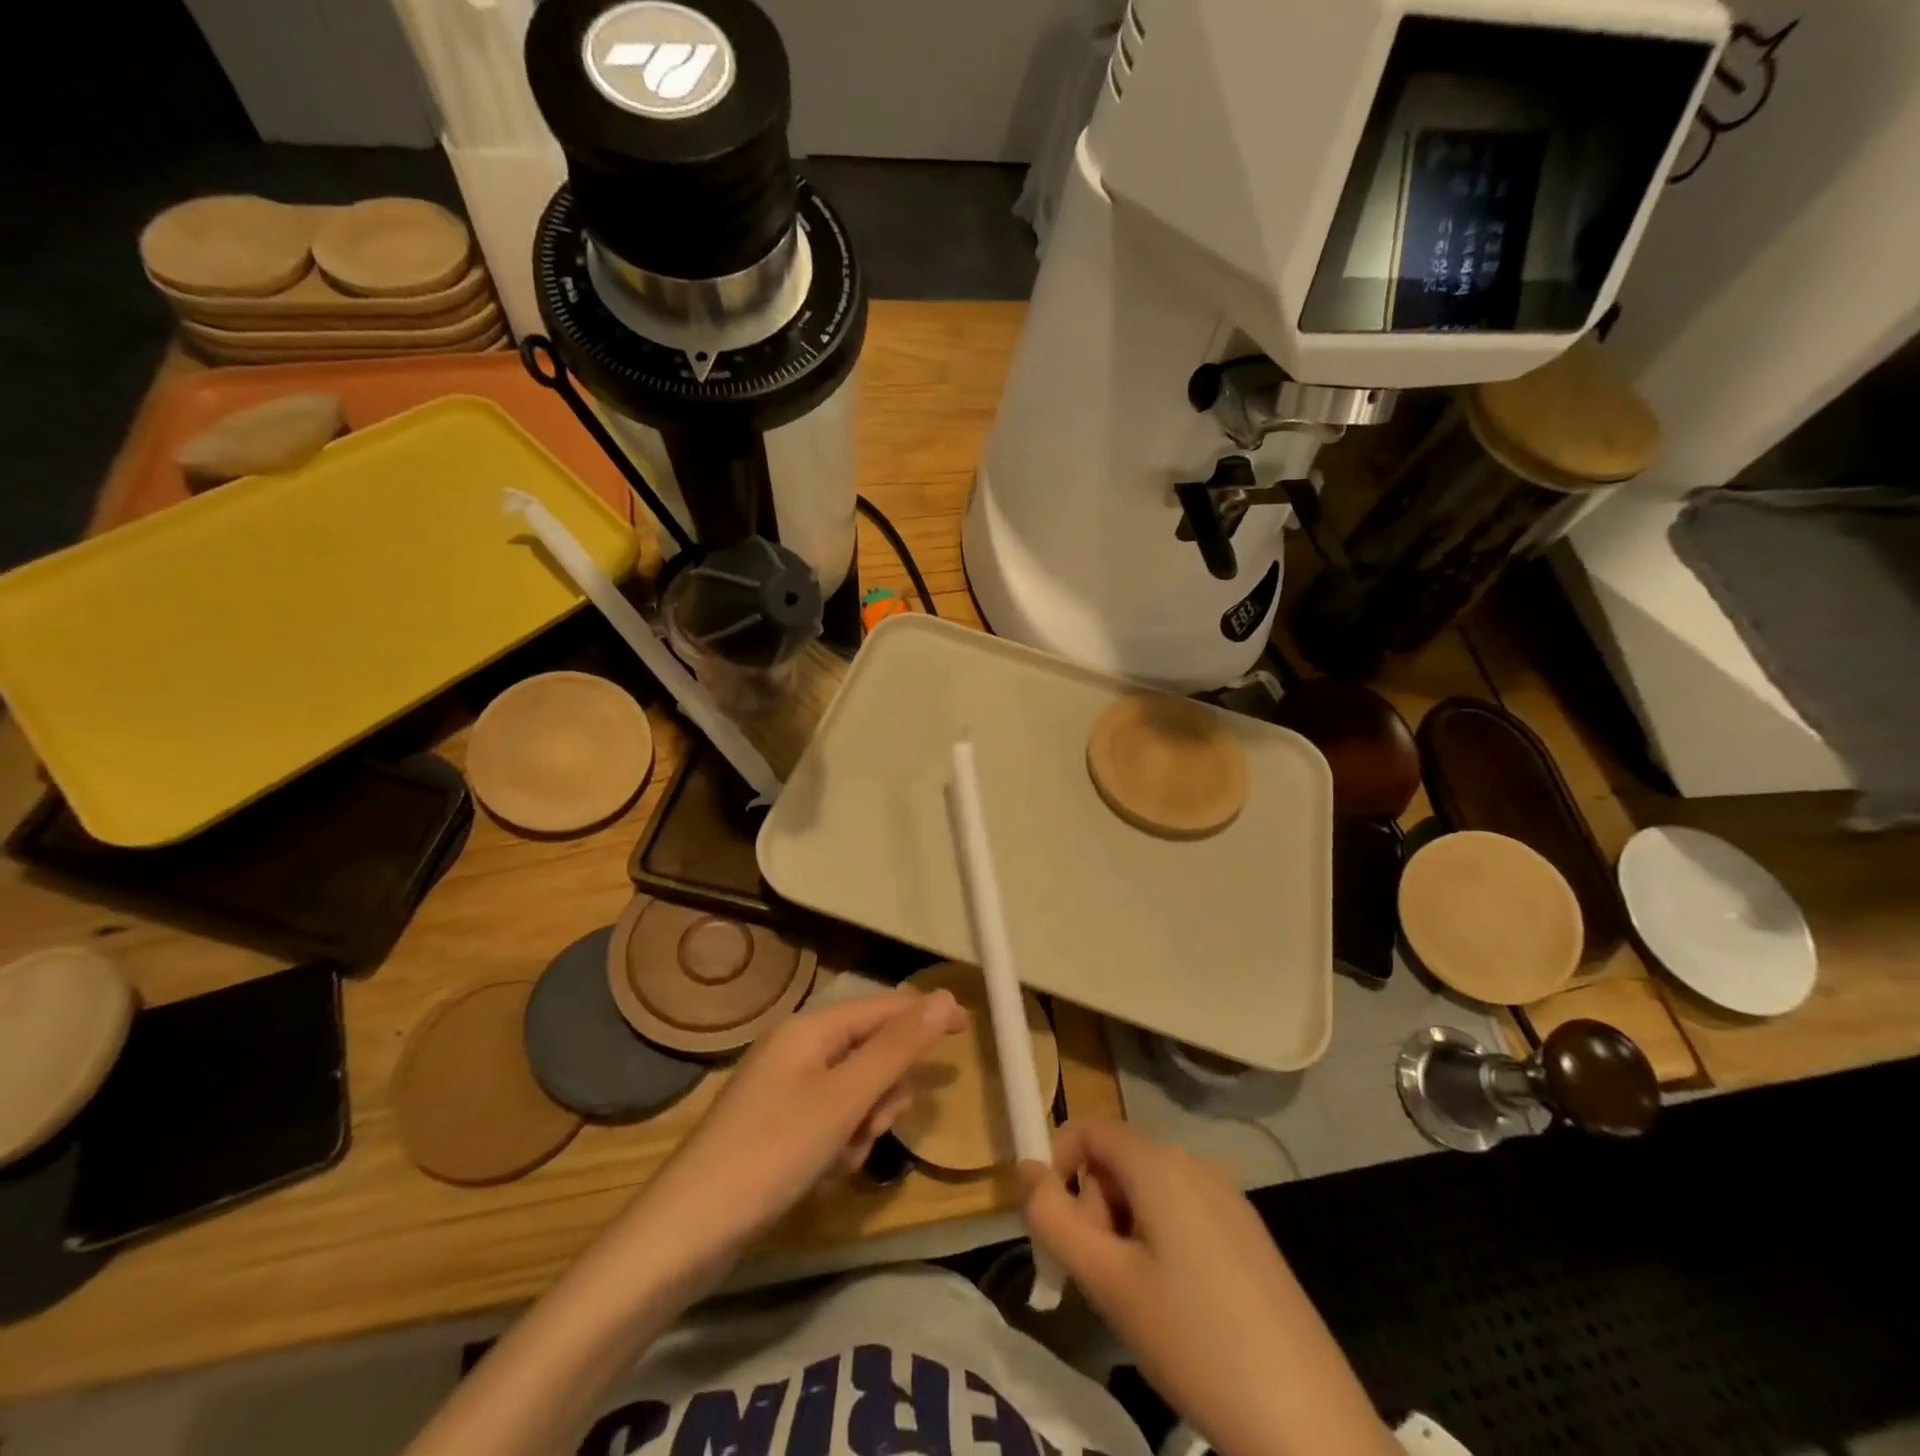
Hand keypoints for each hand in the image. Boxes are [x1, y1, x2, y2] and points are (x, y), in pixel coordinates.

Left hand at [639, 987, 965, 1257]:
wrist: (687, 1232)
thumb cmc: (772, 1152)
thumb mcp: (845, 1099)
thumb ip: (897, 1048)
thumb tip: (944, 999)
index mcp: (810, 1029)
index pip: (883, 1008)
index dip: (925, 1016)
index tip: (968, 1029)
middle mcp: (797, 1049)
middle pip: (870, 1051)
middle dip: (884, 1088)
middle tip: (877, 1123)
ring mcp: (785, 1089)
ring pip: (854, 1091)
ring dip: (863, 1121)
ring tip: (844, 1155)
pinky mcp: (778, 1126)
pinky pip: (831, 1120)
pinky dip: (839, 1143)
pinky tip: (824, 1172)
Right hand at [1021, 1121, 1396, 1455]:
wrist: (1307, 1422)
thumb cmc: (1194, 1341)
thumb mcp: (1108, 1282)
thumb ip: (1054, 1219)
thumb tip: (1025, 1169)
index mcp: (1160, 1164)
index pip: (1090, 1129)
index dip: (1058, 1163)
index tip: (1053, 1226)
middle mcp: (1195, 1165)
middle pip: (1118, 1162)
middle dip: (1093, 1208)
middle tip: (1100, 1280)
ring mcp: (1228, 1199)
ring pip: (1148, 1193)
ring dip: (1123, 1231)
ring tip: (1137, 1303)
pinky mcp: (1248, 1236)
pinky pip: (1182, 1216)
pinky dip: (1158, 1245)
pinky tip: (1177, 1311)